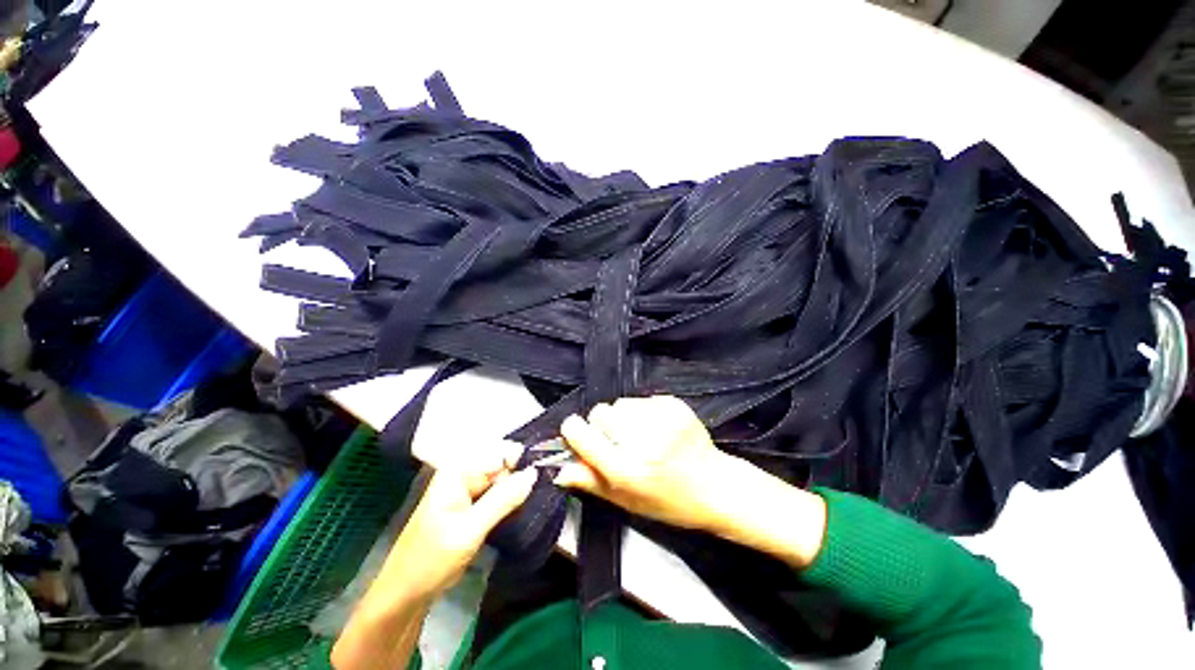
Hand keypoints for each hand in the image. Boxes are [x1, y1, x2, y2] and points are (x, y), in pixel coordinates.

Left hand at [382, 443, 536, 600]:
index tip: (544, 475)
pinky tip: (521, 509)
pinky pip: (497, 494)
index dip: (522, 461)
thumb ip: (503, 499)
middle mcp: (463, 474)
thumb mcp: (469, 530)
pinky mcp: (471, 505)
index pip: (500, 452)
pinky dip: (510, 501)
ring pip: (502, 480)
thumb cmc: (430, 560)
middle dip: (521, 477)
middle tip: (541, 493)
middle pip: (503, 465)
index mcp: (457, 471)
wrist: (405, 594)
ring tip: (534, 502)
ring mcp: (466, 490)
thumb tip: (534, 473)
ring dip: (517, 491)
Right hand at [555, 395, 733, 531]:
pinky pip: (641, 399)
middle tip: (619, 443)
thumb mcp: (627, 501)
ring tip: (641, 436)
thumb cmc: (669, 501)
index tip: (578, 435)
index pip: (582, 434)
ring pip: (620, 403)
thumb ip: (591, 482)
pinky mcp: (674, 405)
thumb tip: (559, 469)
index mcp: (627, 469)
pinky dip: (642, 412)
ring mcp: (661, 419)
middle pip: (600, 412)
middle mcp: (643, 441)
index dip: (575, 432)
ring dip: (623, 417)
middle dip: (603, 426)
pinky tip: (657, 429)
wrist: (716, 486)